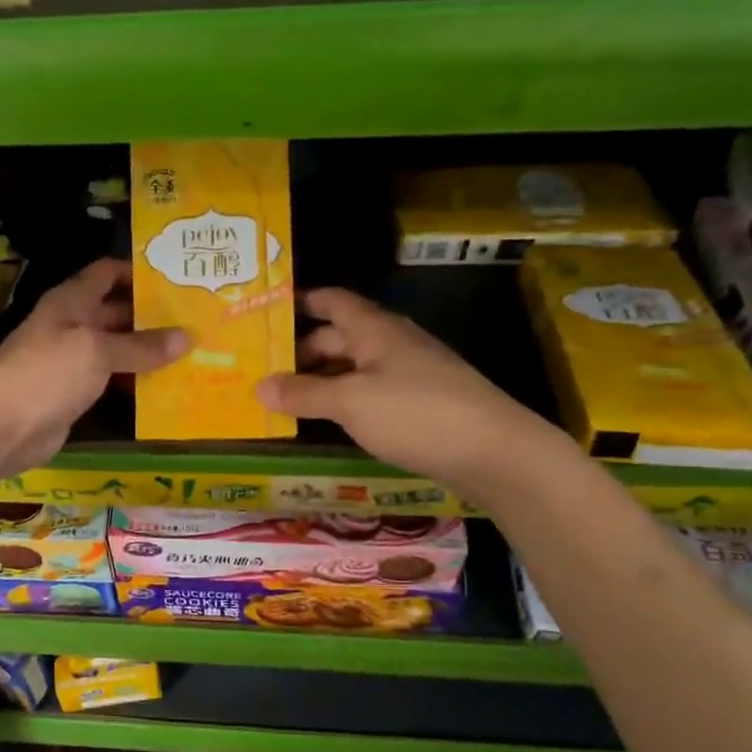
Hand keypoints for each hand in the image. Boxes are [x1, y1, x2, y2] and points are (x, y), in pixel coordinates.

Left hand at [0, 258, 187, 482]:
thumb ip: (140, 345)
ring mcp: (72, 361)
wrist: (1, 427)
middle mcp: (72, 325)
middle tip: (198, 321)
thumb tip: (186, 338)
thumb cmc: (46, 374)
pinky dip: (135, 382)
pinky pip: (111, 380)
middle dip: (153, 316)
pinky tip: (166, 387)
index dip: (138, 272)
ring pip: (117, 349)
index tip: (178, 279)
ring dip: (148, 352)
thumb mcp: (96, 352)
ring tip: (193, 353)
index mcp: (72, 301)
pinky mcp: (75, 393)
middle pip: (117, 312)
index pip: (107, 273)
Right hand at [255, 288, 567, 491]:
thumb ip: (303, 393)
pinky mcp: (419, 403)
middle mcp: (391, 343)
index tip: (267, 312)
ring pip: (353, 367)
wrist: (492, 450)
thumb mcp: (350, 402)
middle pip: (338, 337)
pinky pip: (370, 392)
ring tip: (284, 399)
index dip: (301, 301)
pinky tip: (328, 420)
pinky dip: (344, 400)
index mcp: (374, 329)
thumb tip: (259, 386)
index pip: (332, 301)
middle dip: (301, 351)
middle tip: (263, 371)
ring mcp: (408, 373)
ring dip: (321, 379)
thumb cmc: (414, 413)